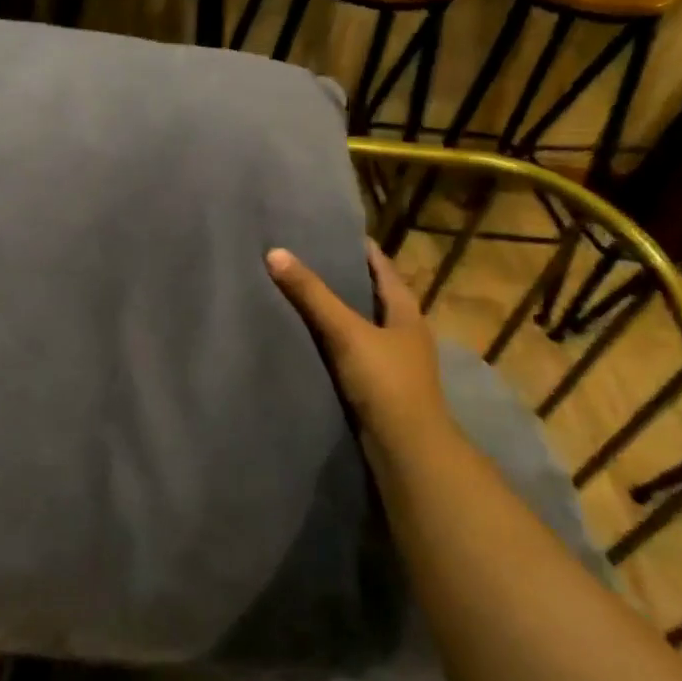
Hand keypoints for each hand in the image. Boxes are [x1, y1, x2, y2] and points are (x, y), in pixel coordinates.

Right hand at [267, 238, 452, 460]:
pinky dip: (333, 339)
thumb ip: (312, 294)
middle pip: (371, 294)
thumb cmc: (385, 381)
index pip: (382, 267)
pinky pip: (352, 350)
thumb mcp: (346, 331)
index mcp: (406, 310)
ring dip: (337, 310)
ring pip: (361, 324)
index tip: (329, 231)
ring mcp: (393, 360)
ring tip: (299, 293)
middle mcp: (403, 331)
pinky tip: (307, 337)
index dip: (359, 247)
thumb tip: (275, 253)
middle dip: (343, 277)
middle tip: (305, 258)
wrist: (407, 449)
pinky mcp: (379, 385)